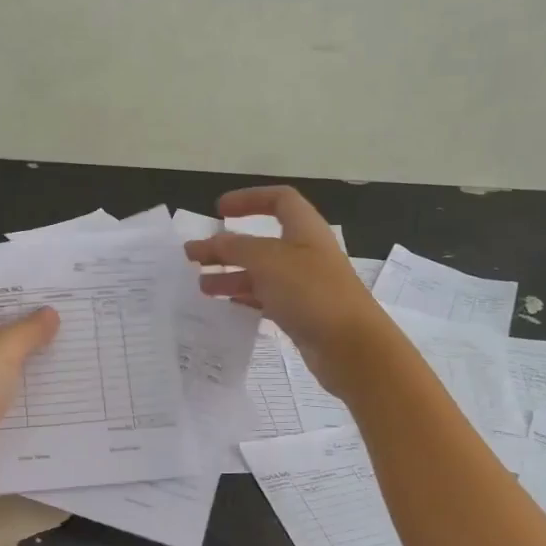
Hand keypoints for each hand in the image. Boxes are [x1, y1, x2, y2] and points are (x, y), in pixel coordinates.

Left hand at [0, 280, 58, 496]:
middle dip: (29, 317)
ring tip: (72, 338)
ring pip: (1, 354)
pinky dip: (25, 379)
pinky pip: (3, 382)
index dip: (15, 283)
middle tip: (71, 309)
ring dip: (30, 350)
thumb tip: (50, 313)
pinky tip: (57, 376)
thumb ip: (29, 329)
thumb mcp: (1, 352)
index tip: (52, 282)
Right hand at [183, 185, 390, 396]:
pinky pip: (267, 299)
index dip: (249, 199)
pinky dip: (245, 298)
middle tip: (193, 256)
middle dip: (227, 246)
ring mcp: (304, 285)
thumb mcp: (268, 261)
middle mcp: (305, 253)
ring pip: (261, 273)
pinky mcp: (301, 313)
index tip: (219, 210)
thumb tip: (212, 242)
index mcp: (305, 230)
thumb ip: (235, 248)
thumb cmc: (311, 292)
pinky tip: (225, 306)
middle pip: (262, 241)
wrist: (351, 347)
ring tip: (201, 286)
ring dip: (231, 275)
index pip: (279, 200)